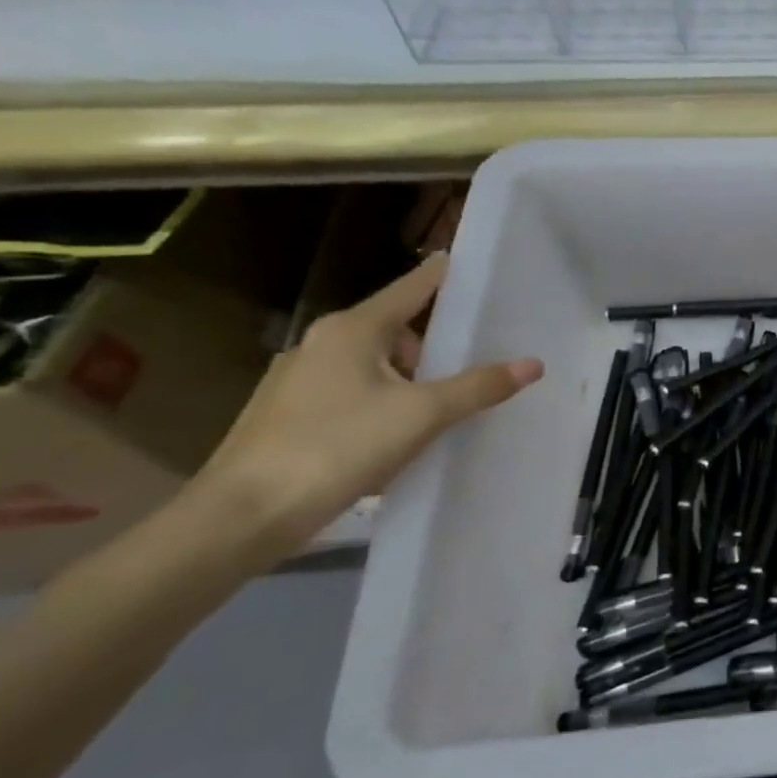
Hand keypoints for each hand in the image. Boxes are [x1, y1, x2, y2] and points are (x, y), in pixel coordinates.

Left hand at [196, 253, 542, 551]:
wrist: (242, 516)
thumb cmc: (337, 447)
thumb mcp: (421, 415)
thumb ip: (478, 386)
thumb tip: (533, 364)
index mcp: (352, 330)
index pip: (411, 289)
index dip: (442, 276)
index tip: (469, 261)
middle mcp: (322, 345)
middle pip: (395, 330)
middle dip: (433, 348)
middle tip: (473, 366)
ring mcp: (299, 381)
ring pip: (374, 367)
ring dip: (409, 382)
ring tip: (442, 412)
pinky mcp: (289, 417)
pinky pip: (353, 396)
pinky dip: (383, 406)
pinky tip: (399, 439)